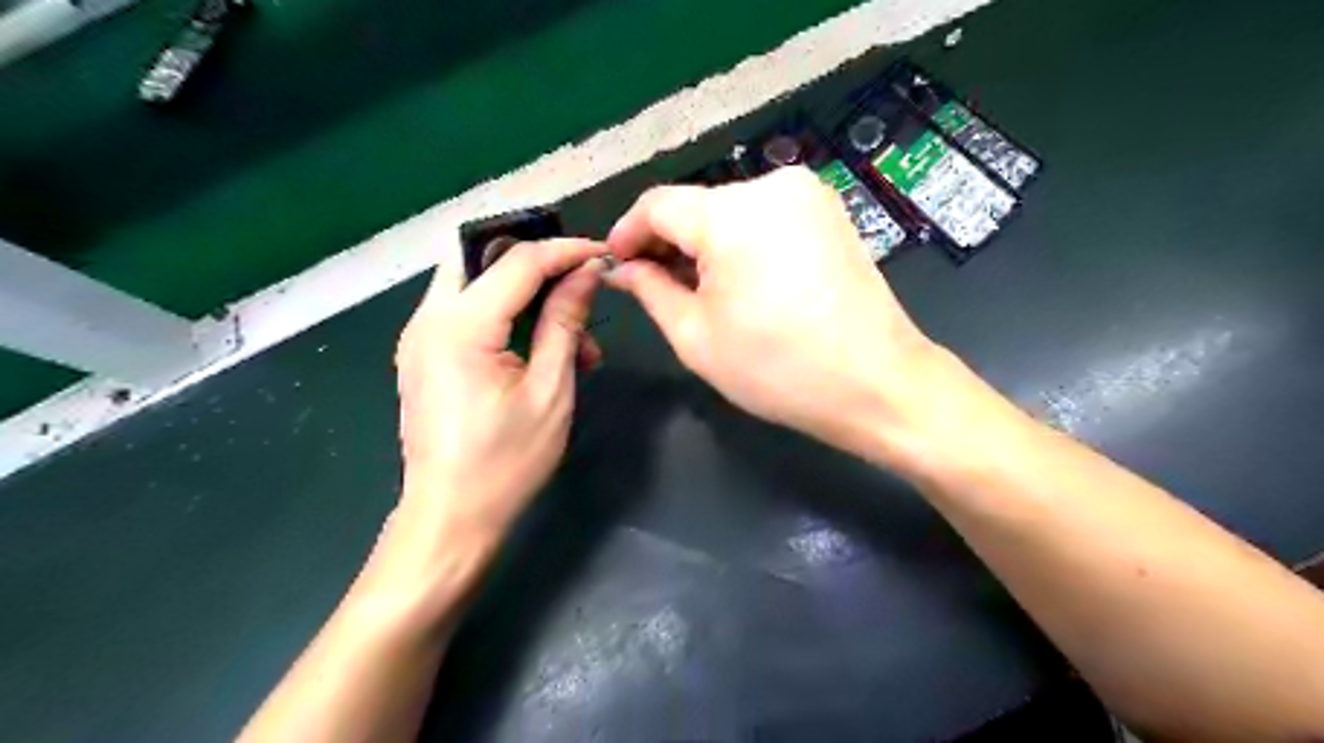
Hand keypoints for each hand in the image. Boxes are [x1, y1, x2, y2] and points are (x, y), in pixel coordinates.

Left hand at [388, 240, 603, 560]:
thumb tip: (587, 273)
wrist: (450, 517)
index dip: (564, 251)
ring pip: (473, 280)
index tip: (602, 255)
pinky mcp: (424, 354)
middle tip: (579, 279)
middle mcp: (427, 319)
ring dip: (523, 292)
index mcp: (459, 327)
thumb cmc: (506, 461)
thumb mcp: (550, 390)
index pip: (516, 261)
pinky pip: (466, 310)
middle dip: (534, 259)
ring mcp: (419, 336)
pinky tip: (542, 348)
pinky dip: (505, 314)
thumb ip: (565, 322)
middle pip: (479, 255)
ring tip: (572, 335)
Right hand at [603, 167, 947, 457]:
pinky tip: (742, 281)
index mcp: (731, 214)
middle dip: (669, 243)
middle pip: (697, 206)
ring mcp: (808, 195)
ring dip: (706, 244)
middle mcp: (771, 186)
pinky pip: (766, 217)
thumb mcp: (696, 336)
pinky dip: (742, 242)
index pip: (658, 204)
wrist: (876, 383)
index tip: (617, 263)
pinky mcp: (830, 212)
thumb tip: (623, 268)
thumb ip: (650, 290)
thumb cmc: (777, 369)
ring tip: (700, 291)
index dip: (629, 232)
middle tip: (654, 286)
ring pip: (731, 211)